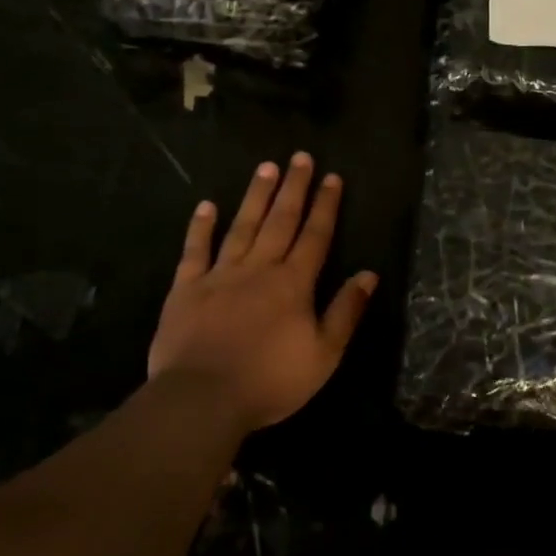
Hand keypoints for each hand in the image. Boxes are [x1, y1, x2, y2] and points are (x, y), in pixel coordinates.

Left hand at [149, 152, 377, 432]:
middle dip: (293, 188)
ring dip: (255, 196)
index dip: (325, 206)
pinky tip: (206, 206)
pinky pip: (195, 251)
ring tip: (266, 168)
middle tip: (300, 157)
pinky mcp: (186, 288)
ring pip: (242, 226)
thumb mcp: (324, 354)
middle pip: (280, 221)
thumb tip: (368, 274)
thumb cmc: (270, 380)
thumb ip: (345, 311)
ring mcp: (220, 275)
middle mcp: (259, 269)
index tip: (332, 177)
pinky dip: (201, 227)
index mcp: (293, 284)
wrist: (203, 398)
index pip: (315, 236)